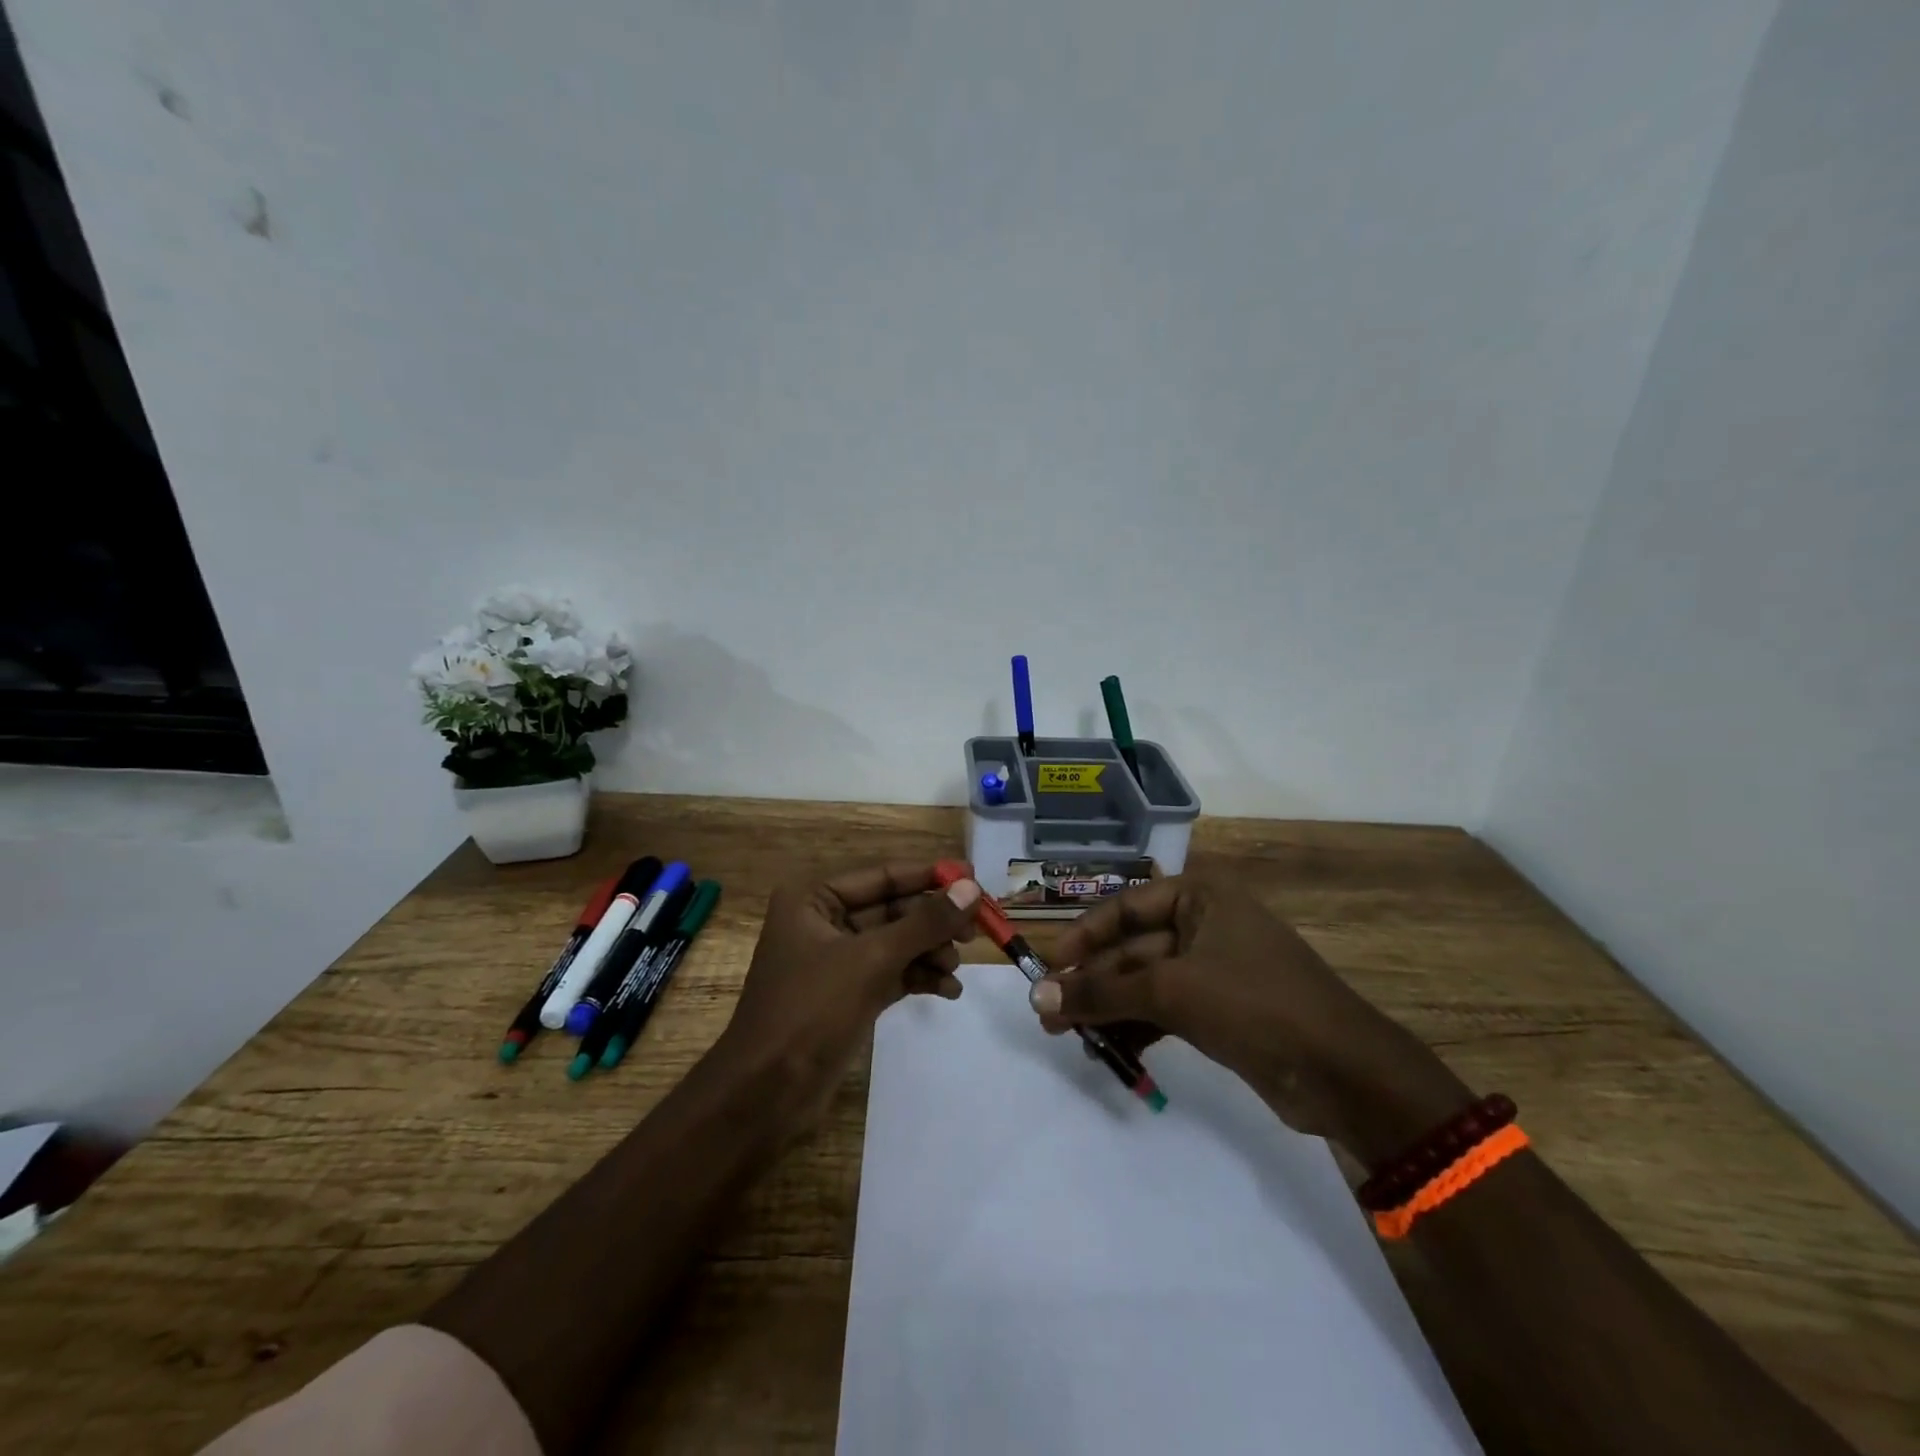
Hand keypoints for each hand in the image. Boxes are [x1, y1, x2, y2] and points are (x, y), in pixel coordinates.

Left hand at [719, 862, 981, 1124]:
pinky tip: (948, 991)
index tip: (974, 878)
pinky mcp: (849, 994)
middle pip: (893, 909)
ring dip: (930, 951)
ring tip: (956, 968)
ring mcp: (837, 960)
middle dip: (934, 921)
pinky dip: (919, 977)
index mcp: (814, 898)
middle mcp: (824, 921)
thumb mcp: (871, 960)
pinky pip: (893, 972)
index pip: (883, 876)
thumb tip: (970, 888)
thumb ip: (924, 923)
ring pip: (897, 943)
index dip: (930, 876)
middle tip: (977, 930)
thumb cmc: (811, 1011)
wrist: (767, 1094)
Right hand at [1034, 874, 1469, 1163]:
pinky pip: (1165, 1010)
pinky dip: (1137, 1029)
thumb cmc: (1255, 1004)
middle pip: (1132, 949)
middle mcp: (1205, 924)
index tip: (1047, 969)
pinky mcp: (1221, 1011)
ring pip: (1145, 983)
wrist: (1345, 1074)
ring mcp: (1214, 969)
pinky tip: (1110, 1053)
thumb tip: (1038, 996)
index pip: (1124, 908)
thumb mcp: (1172, 991)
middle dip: (1092, 983)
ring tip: (1070, 1039)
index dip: (1082, 937)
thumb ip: (1103, 991)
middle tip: (1049, 1017)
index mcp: (1200, 897)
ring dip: (1109, 1009)